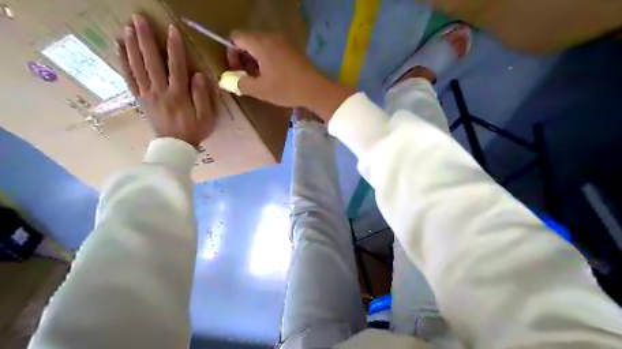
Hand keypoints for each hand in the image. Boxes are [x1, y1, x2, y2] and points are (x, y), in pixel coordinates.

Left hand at [118, 14, 217, 148]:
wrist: (175, 146)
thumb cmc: (195, 130)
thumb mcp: (207, 117)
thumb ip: (203, 96)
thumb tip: (197, 75)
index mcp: (179, 95)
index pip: (176, 67)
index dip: (174, 47)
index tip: (171, 29)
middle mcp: (160, 91)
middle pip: (151, 62)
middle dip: (145, 39)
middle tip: (138, 19)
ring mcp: (147, 94)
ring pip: (137, 66)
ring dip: (132, 45)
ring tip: (128, 27)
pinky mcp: (140, 98)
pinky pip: (129, 77)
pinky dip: (123, 61)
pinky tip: (120, 46)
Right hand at [228, 30, 353, 122]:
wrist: (315, 89)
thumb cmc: (286, 89)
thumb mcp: (260, 90)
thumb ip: (240, 83)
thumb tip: (226, 80)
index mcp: (260, 43)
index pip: (235, 37)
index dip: (231, 53)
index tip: (236, 72)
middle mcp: (271, 37)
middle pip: (248, 41)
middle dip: (243, 58)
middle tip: (247, 77)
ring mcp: (284, 42)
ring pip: (261, 46)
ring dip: (255, 60)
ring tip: (260, 79)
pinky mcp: (293, 49)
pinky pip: (273, 49)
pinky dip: (267, 60)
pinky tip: (273, 76)